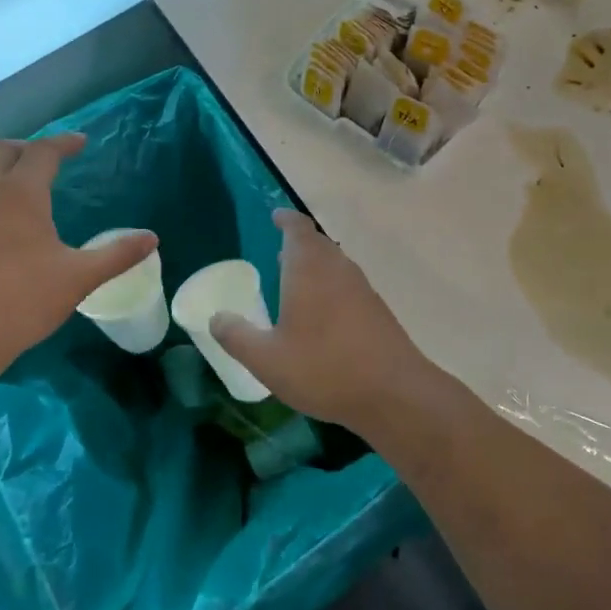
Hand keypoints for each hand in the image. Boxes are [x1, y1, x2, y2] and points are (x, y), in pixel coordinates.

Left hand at [0, 134, 156, 376]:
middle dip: (28, 147)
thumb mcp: (78, 277)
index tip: (80, 142)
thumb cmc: (21, 300)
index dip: (63, 143)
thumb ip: (116, 255)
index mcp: (19, 192)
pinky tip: (0, 220)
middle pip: (2, 149)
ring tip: (26, 187)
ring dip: (4, 168)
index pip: (43, 151)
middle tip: (51, 161)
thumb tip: (151, 239)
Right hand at [209, 209, 440, 437]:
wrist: (394, 393)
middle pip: (318, 243)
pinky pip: (347, 284)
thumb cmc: (324, 368)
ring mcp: (362, 288)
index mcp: (309, 268)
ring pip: (335, 263)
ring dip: (315, 265)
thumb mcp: (267, 360)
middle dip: (298, 243)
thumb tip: (216, 317)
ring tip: (296, 281)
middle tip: (279, 252)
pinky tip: (322, 315)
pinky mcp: (377, 310)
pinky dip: (330, 286)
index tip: (275, 216)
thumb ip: (237, 336)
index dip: (285, 220)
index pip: (297, 228)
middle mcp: (337, 268)